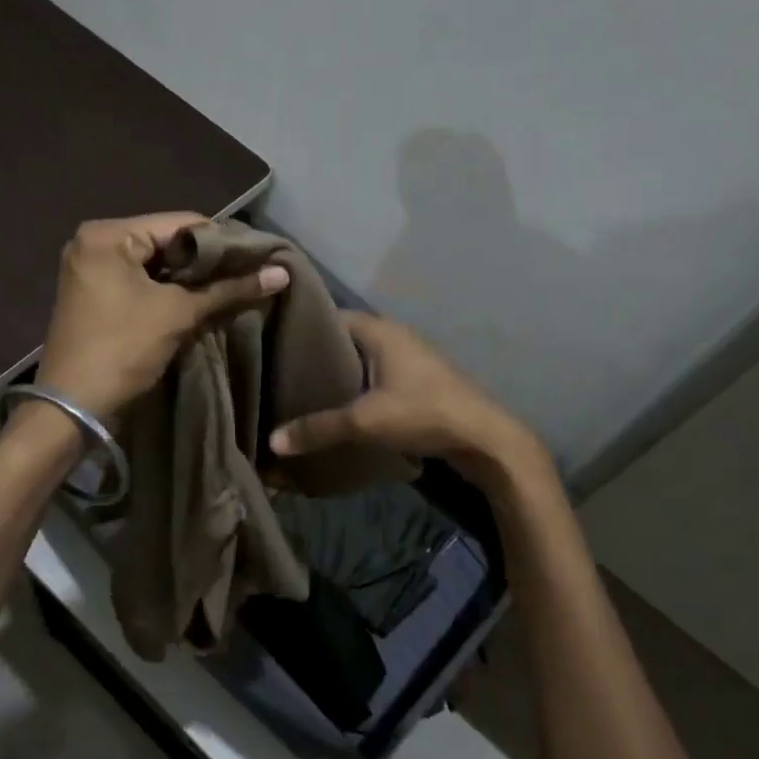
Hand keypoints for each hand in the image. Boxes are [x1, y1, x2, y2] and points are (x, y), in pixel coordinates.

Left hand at [35, 214, 288, 422]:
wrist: (73, 407)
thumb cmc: (123, 349)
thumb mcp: (178, 315)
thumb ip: (229, 289)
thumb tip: (281, 274)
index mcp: (108, 234)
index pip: (181, 223)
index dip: (223, 242)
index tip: (258, 259)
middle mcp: (94, 241)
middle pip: (167, 241)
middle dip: (207, 262)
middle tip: (248, 275)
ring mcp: (91, 268)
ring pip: (156, 263)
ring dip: (190, 278)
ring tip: (231, 288)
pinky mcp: (95, 293)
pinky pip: (140, 280)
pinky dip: (168, 290)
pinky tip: (199, 301)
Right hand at [269, 312, 544, 485]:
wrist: (485, 439)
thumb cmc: (424, 412)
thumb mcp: (365, 421)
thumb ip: (319, 428)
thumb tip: (272, 441)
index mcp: (382, 331)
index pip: (333, 316)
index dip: (304, 327)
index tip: (274, 341)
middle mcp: (397, 337)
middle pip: (348, 339)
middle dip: (319, 355)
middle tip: (282, 372)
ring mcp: (412, 360)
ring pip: (365, 360)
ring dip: (341, 374)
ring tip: (305, 392)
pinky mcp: (421, 384)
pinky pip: (379, 378)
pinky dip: (359, 388)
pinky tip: (341, 408)